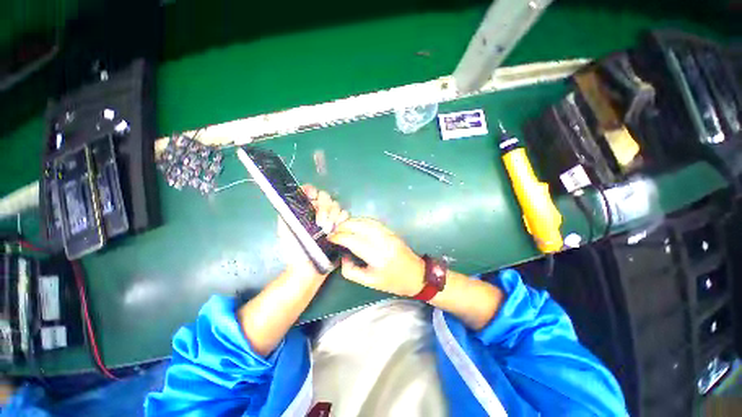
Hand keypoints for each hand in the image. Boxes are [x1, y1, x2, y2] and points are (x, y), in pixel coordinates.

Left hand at [278, 185, 348, 277]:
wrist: (310, 268)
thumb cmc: (295, 251)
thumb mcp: (285, 230)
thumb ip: (287, 212)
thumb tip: (292, 197)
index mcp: (304, 210)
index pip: (309, 192)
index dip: (311, 192)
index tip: (313, 198)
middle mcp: (317, 211)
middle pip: (325, 197)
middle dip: (324, 207)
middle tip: (321, 222)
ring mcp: (330, 218)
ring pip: (336, 205)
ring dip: (334, 214)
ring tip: (328, 229)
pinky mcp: (340, 225)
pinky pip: (345, 215)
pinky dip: (343, 219)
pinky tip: (338, 227)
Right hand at [328, 218, 424, 296]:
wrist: (416, 275)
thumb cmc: (393, 282)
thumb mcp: (369, 282)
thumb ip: (351, 271)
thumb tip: (343, 256)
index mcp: (377, 258)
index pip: (354, 241)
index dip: (340, 237)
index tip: (330, 238)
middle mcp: (383, 243)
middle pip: (360, 228)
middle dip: (344, 226)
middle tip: (334, 230)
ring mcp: (389, 235)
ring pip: (367, 222)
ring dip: (352, 221)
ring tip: (341, 226)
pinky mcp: (392, 231)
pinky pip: (374, 222)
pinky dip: (362, 220)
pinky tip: (355, 223)